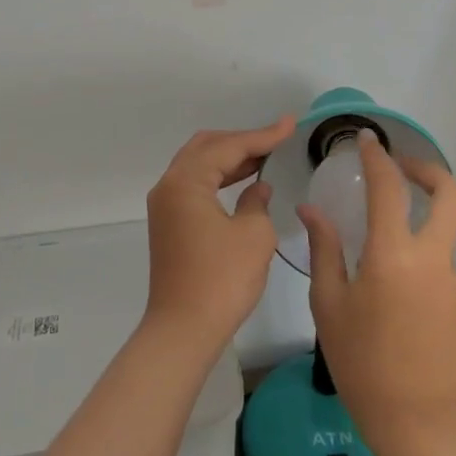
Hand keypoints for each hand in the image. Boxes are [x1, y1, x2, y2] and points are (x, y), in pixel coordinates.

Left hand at [143, 116, 296, 351]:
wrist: (183, 331)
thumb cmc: (221, 280)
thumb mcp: (254, 236)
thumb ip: (257, 202)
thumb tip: (257, 188)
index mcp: (186, 181)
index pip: (228, 147)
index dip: (262, 135)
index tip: (290, 124)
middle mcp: (169, 185)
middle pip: (207, 147)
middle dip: (242, 140)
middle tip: (275, 139)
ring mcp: (165, 206)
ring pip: (199, 165)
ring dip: (230, 159)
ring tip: (265, 155)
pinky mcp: (169, 224)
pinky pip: (196, 185)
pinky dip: (219, 178)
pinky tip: (244, 182)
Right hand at [301, 129, 455, 447]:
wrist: (415, 421)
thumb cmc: (360, 360)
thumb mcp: (328, 303)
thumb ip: (324, 248)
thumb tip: (312, 210)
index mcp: (393, 254)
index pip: (388, 187)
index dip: (378, 157)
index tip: (367, 140)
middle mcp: (433, 259)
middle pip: (450, 194)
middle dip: (428, 171)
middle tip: (402, 170)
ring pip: (442, 237)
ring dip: (418, 233)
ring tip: (383, 267)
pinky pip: (442, 272)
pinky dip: (422, 270)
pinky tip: (400, 304)